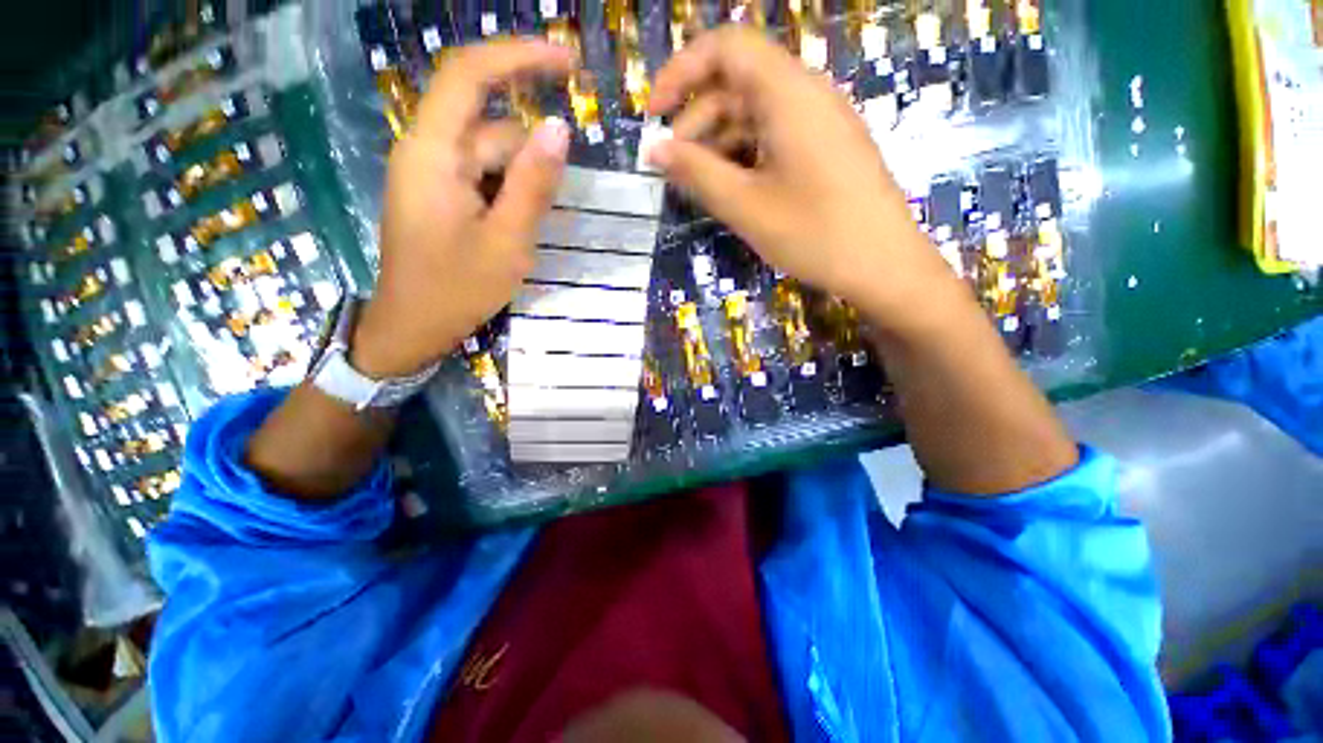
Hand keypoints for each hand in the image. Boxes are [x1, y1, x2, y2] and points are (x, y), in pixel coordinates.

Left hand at [351, 40, 574, 378]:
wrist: (414, 327)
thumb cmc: (457, 289)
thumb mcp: (507, 241)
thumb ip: (533, 184)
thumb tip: (560, 128)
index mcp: (432, 154)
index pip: (467, 75)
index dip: (516, 57)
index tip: (566, 61)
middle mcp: (427, 151)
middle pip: (488, 125)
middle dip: (529, 154)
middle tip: (553, 195)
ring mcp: (433, 174)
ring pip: (489, 155)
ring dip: (521, 183)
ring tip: (527, 230)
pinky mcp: (441, 194)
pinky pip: (483, 176)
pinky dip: (509, 192)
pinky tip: (517, 226)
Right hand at [647, 27, 963, 337]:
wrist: (884, 264)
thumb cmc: (813, 233)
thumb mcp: (745, 205)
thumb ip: (696, 172)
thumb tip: (654, 150)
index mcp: (788, 93)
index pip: (725, 48)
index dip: (681, 72)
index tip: (654, 115)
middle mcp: (807, 94)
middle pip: (738, 84)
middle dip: (697, 120)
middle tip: (673, 168)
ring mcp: (820, 122)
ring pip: (756, 114)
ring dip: (719, 142)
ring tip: (699, 184)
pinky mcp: (826, 148)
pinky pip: (775, 137)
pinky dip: (745, 155)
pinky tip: (733, 188)